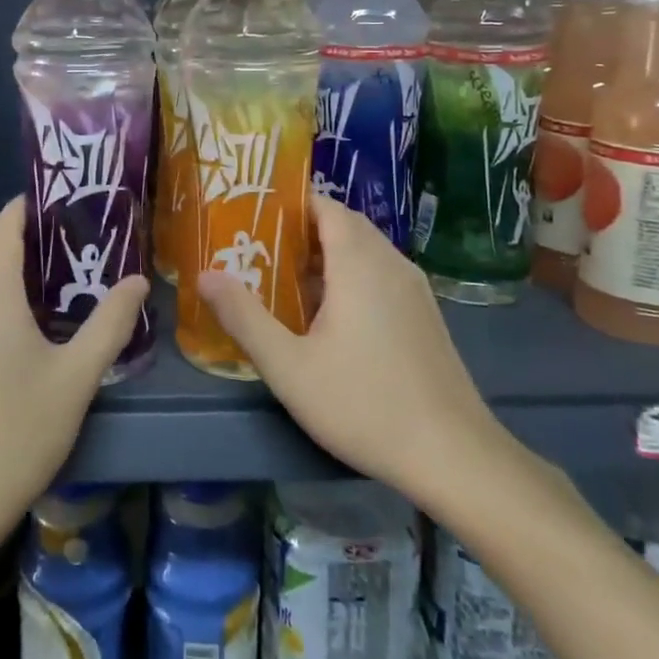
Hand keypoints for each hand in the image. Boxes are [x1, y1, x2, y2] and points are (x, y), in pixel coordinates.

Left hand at [0, 199, 148, 606]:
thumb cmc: (16, 436)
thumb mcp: (76, 379)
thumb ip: (110, 322)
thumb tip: (138, 281)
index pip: (6, 221)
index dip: (36, 206)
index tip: (73, 209)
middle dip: (11, 224)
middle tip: (59, 242)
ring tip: (39, 273)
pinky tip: (9, 310)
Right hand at [197, 195, 512, 501]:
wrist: (454, 455)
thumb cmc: (364, 404)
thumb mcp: (289, 366)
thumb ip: (244, 317)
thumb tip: (205, 275)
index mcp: (360, 263)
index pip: (326, 206)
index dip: (290, 203)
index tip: (252, 214)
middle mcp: (392, 263)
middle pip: (344, 225)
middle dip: (301, 230)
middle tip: (259, 247)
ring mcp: (414, 289)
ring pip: (365, 251)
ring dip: (327, 255)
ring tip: (285, 278)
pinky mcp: (425, 315)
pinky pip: (381, 274)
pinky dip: (350, 275)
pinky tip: (328, 315)